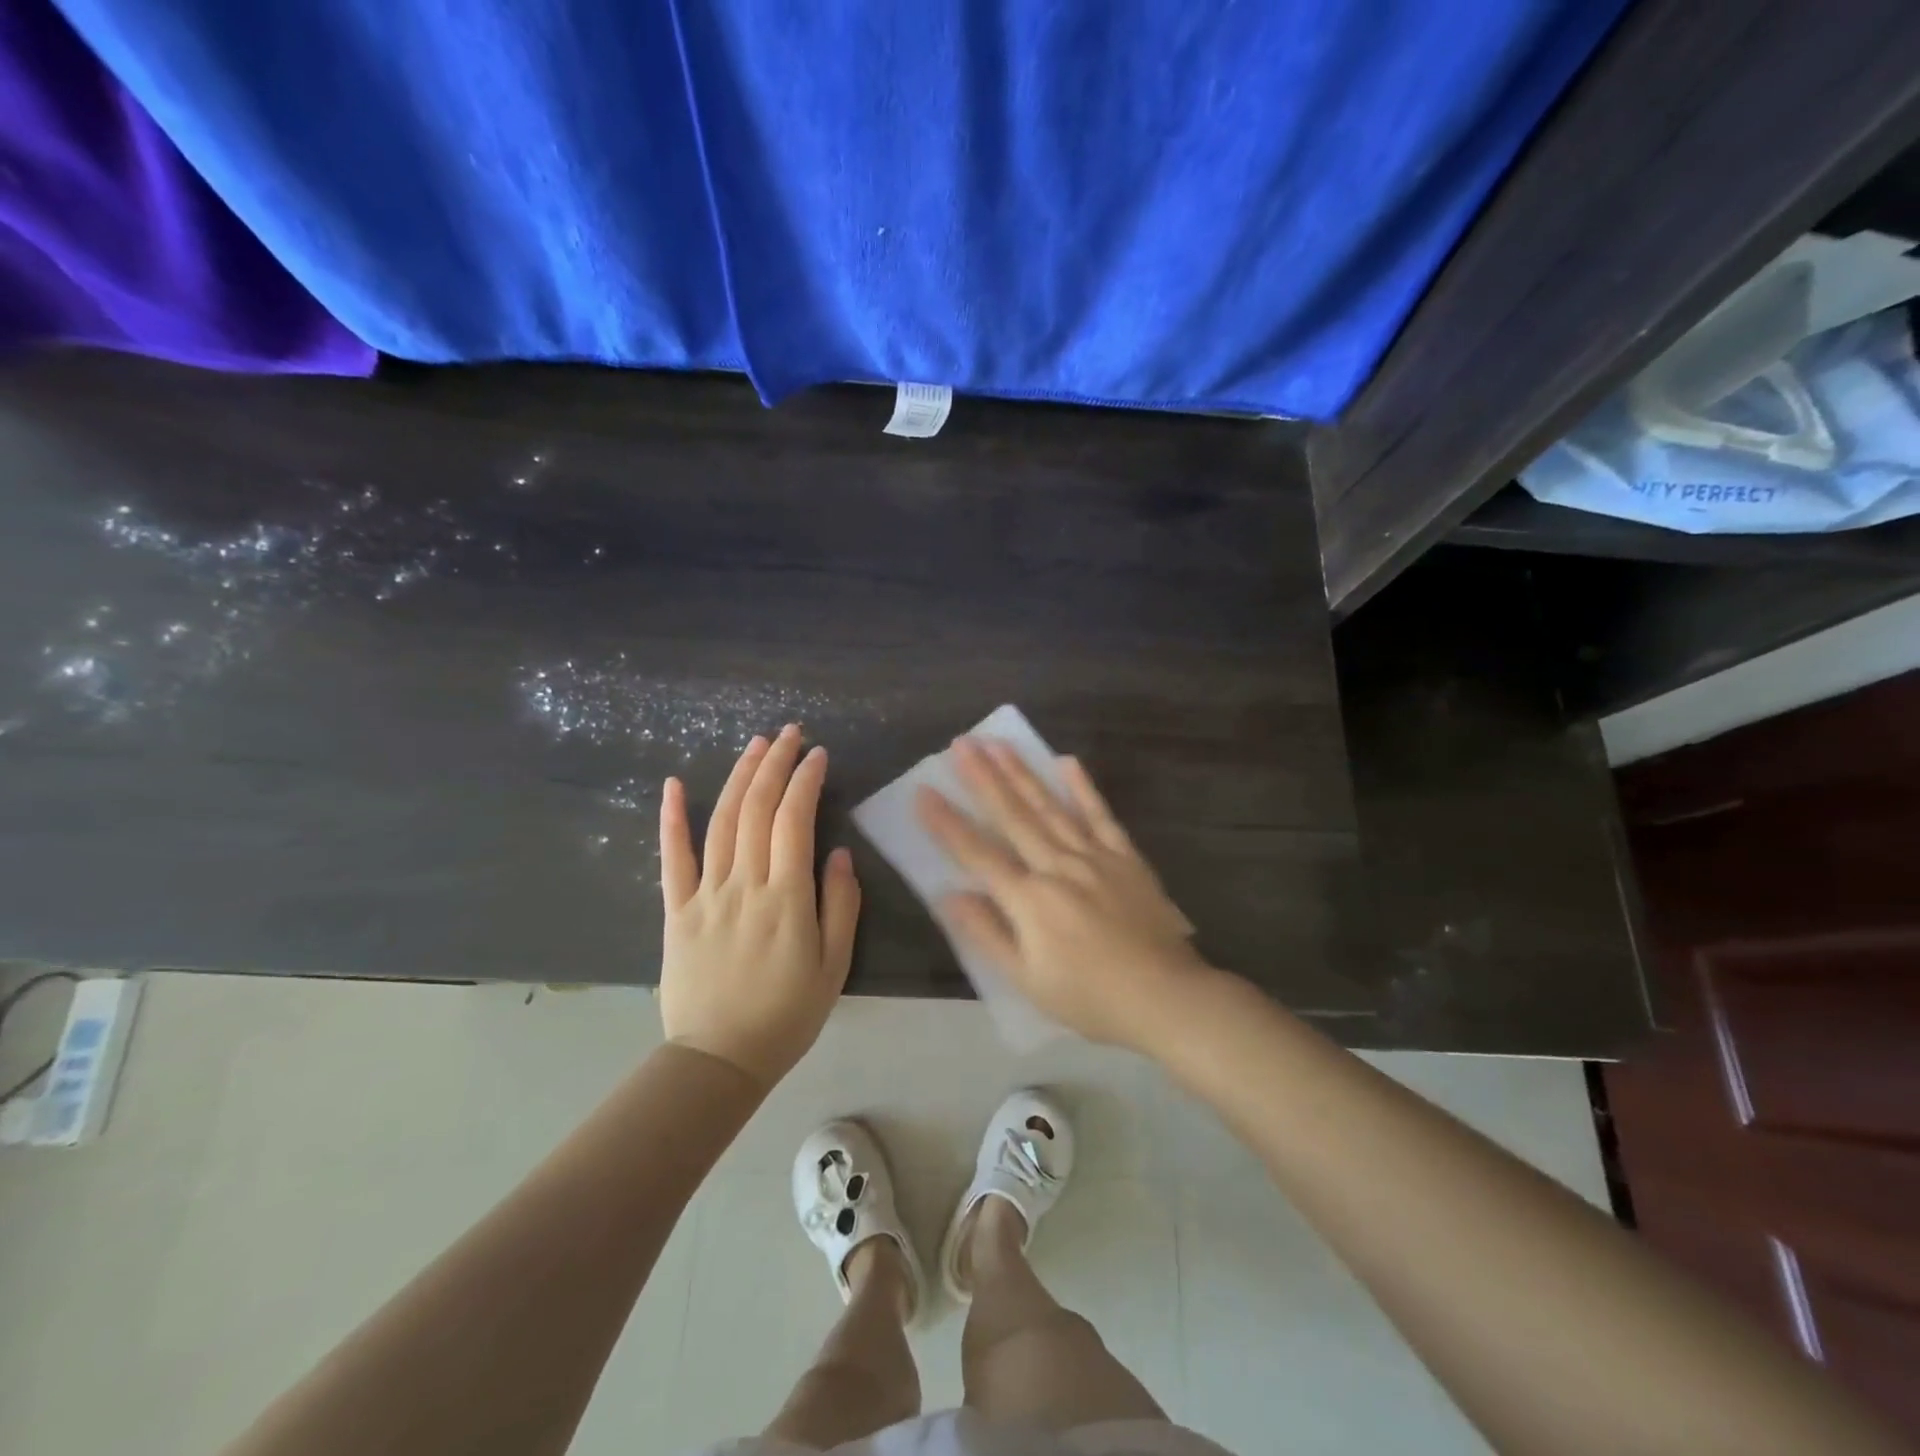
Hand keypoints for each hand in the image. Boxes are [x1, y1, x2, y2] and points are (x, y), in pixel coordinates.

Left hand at [659, 725, 860, 1090]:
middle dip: (776, 764)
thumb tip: (838, 853)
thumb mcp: (834, 966)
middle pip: (757, 809)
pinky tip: (675, 784)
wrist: (718, 1060)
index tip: (819, 754)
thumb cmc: (786, 1015)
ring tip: (756, 745)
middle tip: (790, 733)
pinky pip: (672, 858)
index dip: (806, 781)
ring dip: (739, 777)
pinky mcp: (676, 910)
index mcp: (786, 898)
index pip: (795, 820)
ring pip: (722, 821)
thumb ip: (840, 906)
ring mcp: (705, 894)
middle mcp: (744, 884)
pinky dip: (672, 818)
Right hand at [914, 737, 1211, 1051]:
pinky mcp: (1125, 857)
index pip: (978, 854)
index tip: (923, 792)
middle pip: (1013, 817)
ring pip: (1050, 807)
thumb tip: (948, 895)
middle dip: (983, 778)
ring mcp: (1094, 857)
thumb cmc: (1089, 997)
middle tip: (962, 744)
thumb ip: (987, 934)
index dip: (947, 824)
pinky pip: (1101, 815)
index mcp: (1029, 899)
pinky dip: (1083, 788)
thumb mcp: (1027, 980)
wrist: (1165, 997)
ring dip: (1022, 774)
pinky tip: (1067, 762)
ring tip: (998, 744)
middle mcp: (1057, 867)